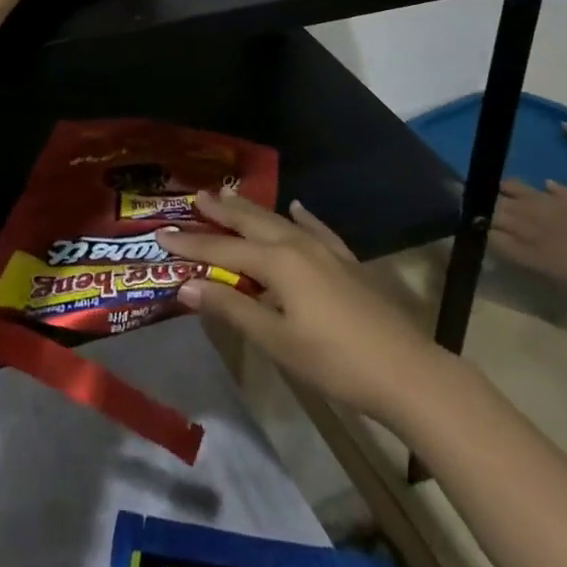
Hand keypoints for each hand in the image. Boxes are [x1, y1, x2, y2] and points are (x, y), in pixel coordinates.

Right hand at [157, 192, 441, 426]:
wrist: (406, 370)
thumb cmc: (334, 361)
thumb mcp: (276, 340)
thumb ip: (232, 309)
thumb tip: (186, 286)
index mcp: (277, 263)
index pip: (222, 251)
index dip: (190, 245)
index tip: (160, 235)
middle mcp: (297, 245)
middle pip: (251, 223)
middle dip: (221, 211)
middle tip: (196, 197)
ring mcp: (325, 250)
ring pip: (279, 221)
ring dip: (252, 210)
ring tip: (230, 195)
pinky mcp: (346, 261)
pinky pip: (316, 229)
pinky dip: (301, 217)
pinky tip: (297, 207)